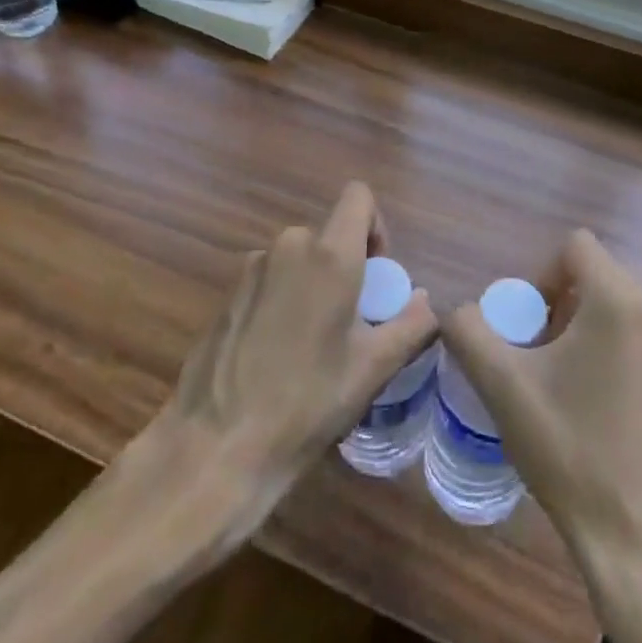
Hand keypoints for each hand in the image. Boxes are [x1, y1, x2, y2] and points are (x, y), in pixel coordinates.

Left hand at [152, 181, 436, 532]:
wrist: (216, 446)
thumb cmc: (306, 403)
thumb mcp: (372, 369)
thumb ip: (410, 325)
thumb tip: (426, 300)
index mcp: (329, 254)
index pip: (358, 196)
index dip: (375, 226)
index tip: (376, 275)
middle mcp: (289, 246)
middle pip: (329, 235)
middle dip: (346, 268)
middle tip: (350, 324)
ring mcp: (251, 268)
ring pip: (298, 259)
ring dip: (313, 286)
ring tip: (312, 346)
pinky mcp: (227, 293)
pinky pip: (270, 280)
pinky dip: (283, 301)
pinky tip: (276, 356)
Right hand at [441, 230, 641, 571]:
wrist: (640, 542)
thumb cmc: (571, 451)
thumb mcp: (503, 386)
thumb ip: (468, 333)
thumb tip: (455, 311)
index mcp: (619, 301)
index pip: (576, 246)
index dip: (541, 274)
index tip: (526, 322)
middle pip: (595, 277)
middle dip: (558, 304)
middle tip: (535, 353)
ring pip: (615, 310)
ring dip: (581, 329)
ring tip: (559, 382)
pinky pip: (636, 341)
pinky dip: (608, 353)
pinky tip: (591, 407)